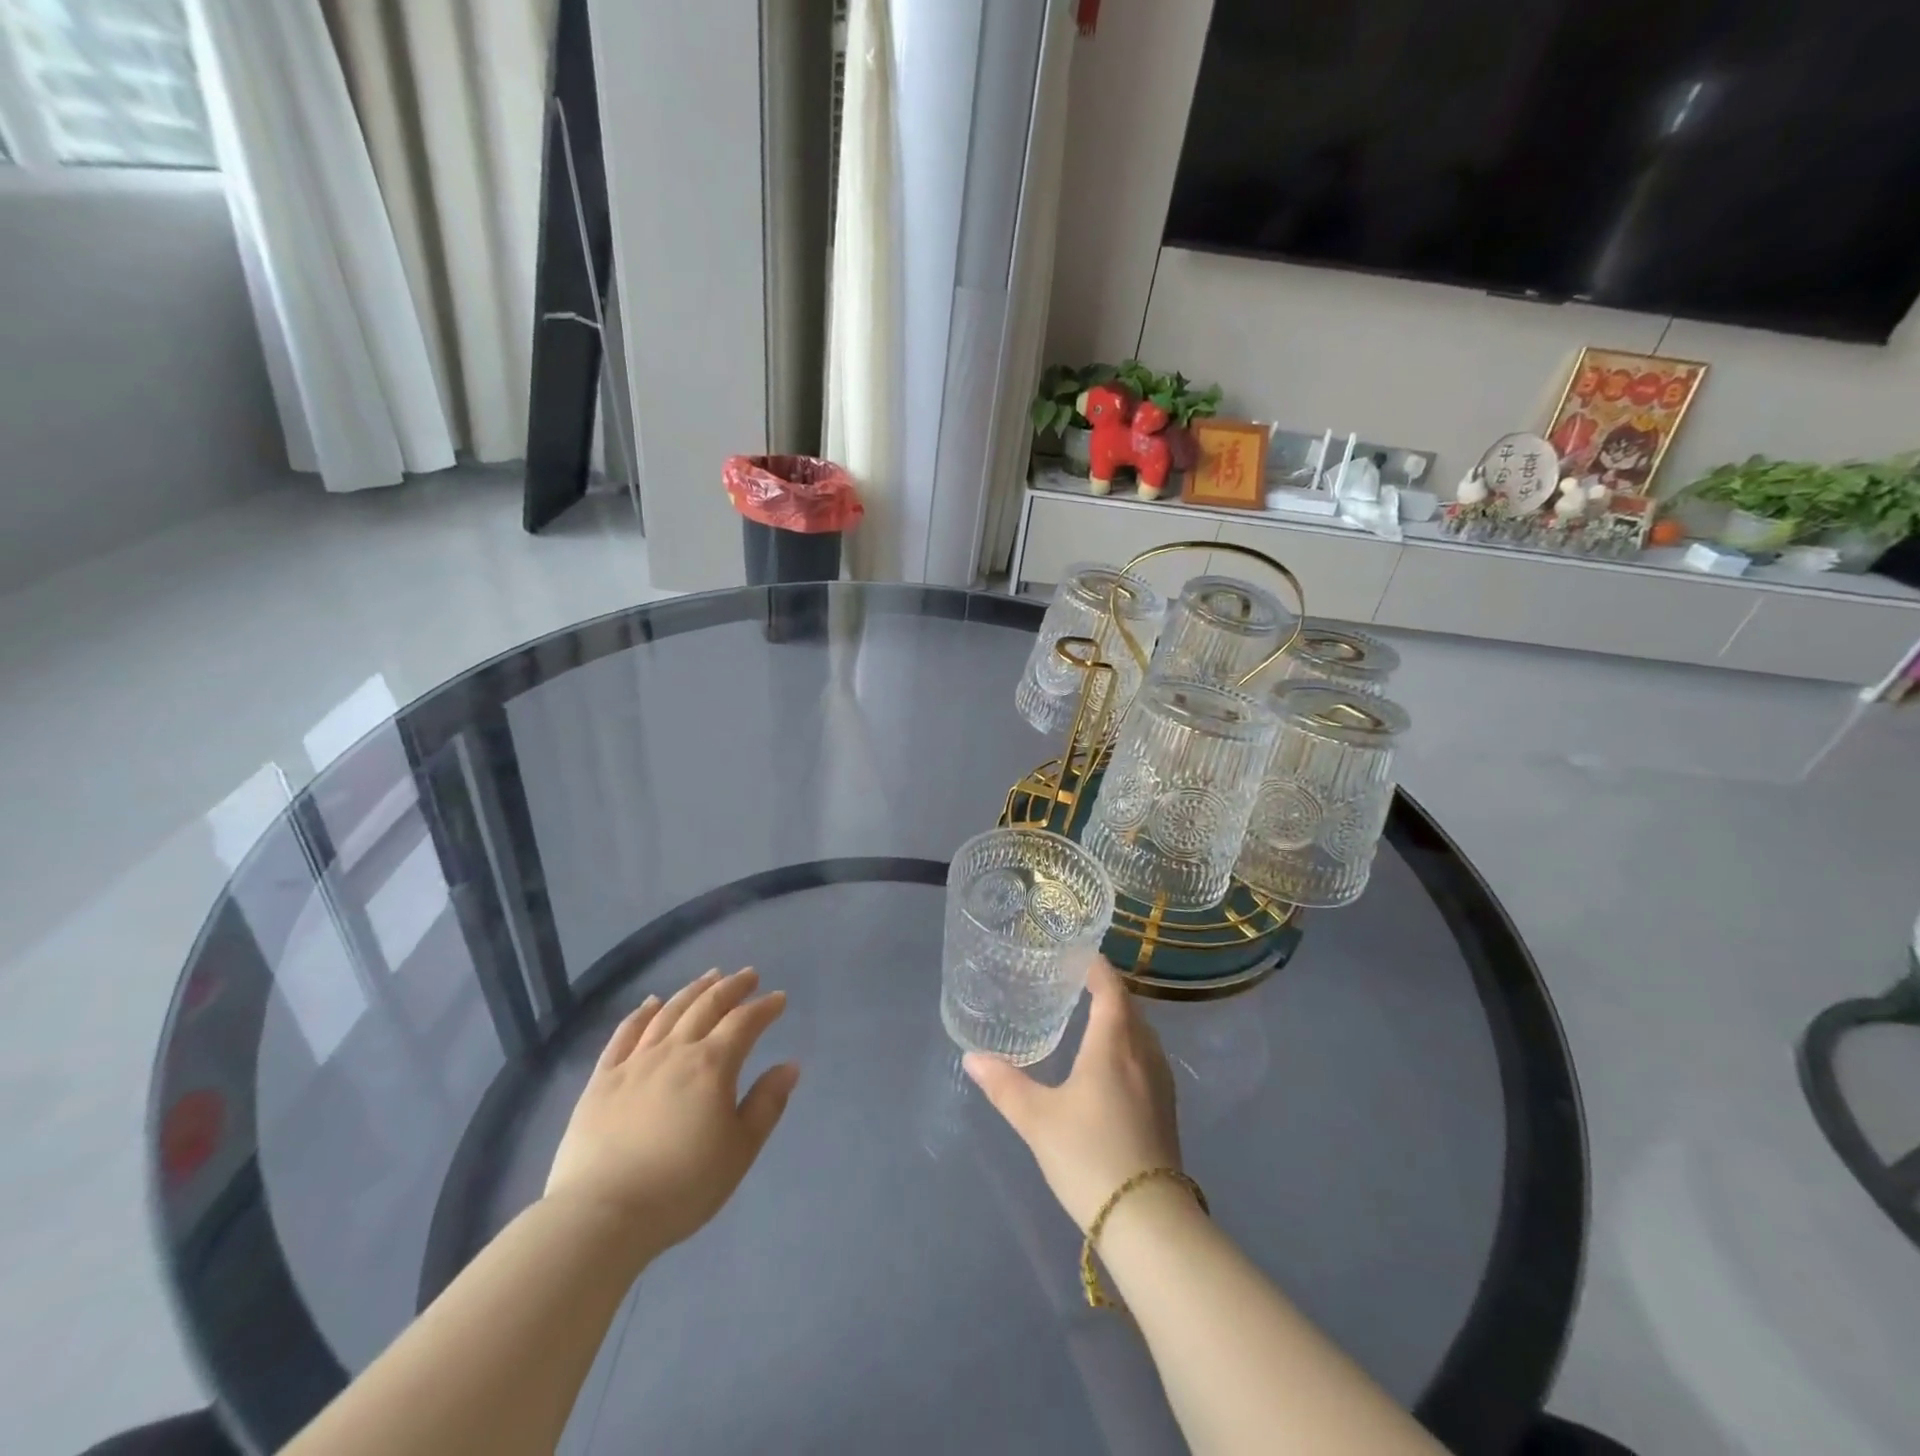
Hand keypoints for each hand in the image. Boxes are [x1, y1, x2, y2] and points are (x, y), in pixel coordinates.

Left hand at [545, 968, 798, 1255]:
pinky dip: (641, 1013)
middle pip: (707, 1006)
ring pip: (668, 1012)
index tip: (779, 998)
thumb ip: (766, 1104)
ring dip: (692, 991)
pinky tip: (650, 1002)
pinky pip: (624, 1034)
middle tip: (748, 975)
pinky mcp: (602, 1079)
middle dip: (731, 988)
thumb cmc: (681, 1187)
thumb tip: (790, 1066)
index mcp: (712, 1065)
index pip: (744, 1023)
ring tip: (709, 977)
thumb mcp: (739, 1151)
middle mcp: (675, 1051)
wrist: (600, 1215)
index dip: (764, 1008)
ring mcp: (635, 1062)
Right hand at [964, 957, 1181, 1231]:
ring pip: (1141, 1033)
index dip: (1096, 967)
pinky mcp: (1166, 1108)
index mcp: (1113, 1044)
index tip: (1077, 953)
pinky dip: (1129, 1043)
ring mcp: (1160, 1082)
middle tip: (1075, 981)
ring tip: (1091, 1016)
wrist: (1148, 1220)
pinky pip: (1147, 1057)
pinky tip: (1111, 1063)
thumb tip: (972, 1057)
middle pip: (1129, 1007)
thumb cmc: (1088, 1155)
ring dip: (1120, 1017)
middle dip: (1106, 990)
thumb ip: (1004, 1085)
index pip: (1110, 989)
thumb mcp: (1037, 1120)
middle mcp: (1142, 1054)